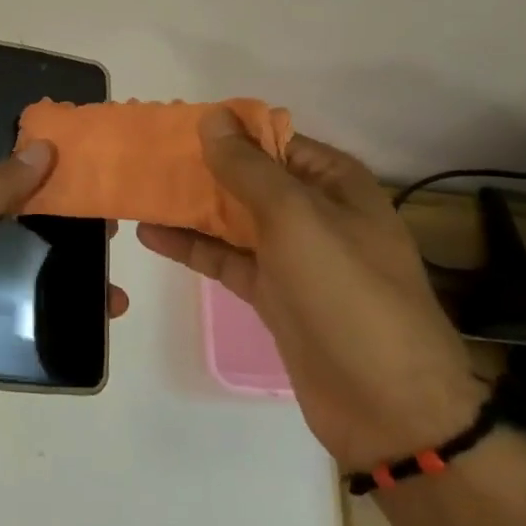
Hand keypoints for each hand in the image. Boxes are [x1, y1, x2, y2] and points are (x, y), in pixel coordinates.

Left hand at [0, 143, 130, 418]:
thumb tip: (42, 147)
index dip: (29, 149)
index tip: (78, 149)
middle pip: (17, 206)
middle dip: (60, 207)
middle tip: (107, 209)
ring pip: (28, 253)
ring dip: (69, 257)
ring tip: (112, 261)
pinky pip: (28, 298)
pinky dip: (61, 299)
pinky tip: (102, 306)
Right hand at [138, 109, 480, 471]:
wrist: (388, 407)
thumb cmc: (347, 293)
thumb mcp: (296, 217)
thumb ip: (248, 167)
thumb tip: (213, 117)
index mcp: (333, 182)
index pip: (272, 139)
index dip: (225, 130)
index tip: (174, 125)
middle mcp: (314, 211)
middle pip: (248, 178)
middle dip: (200, 167)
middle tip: (144, 158)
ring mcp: (293, 256)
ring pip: (233, 218)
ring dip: (189, 206)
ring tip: (137, 191)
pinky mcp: (273, 293)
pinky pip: (226, 258)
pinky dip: (191, 246)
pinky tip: (150, 234)